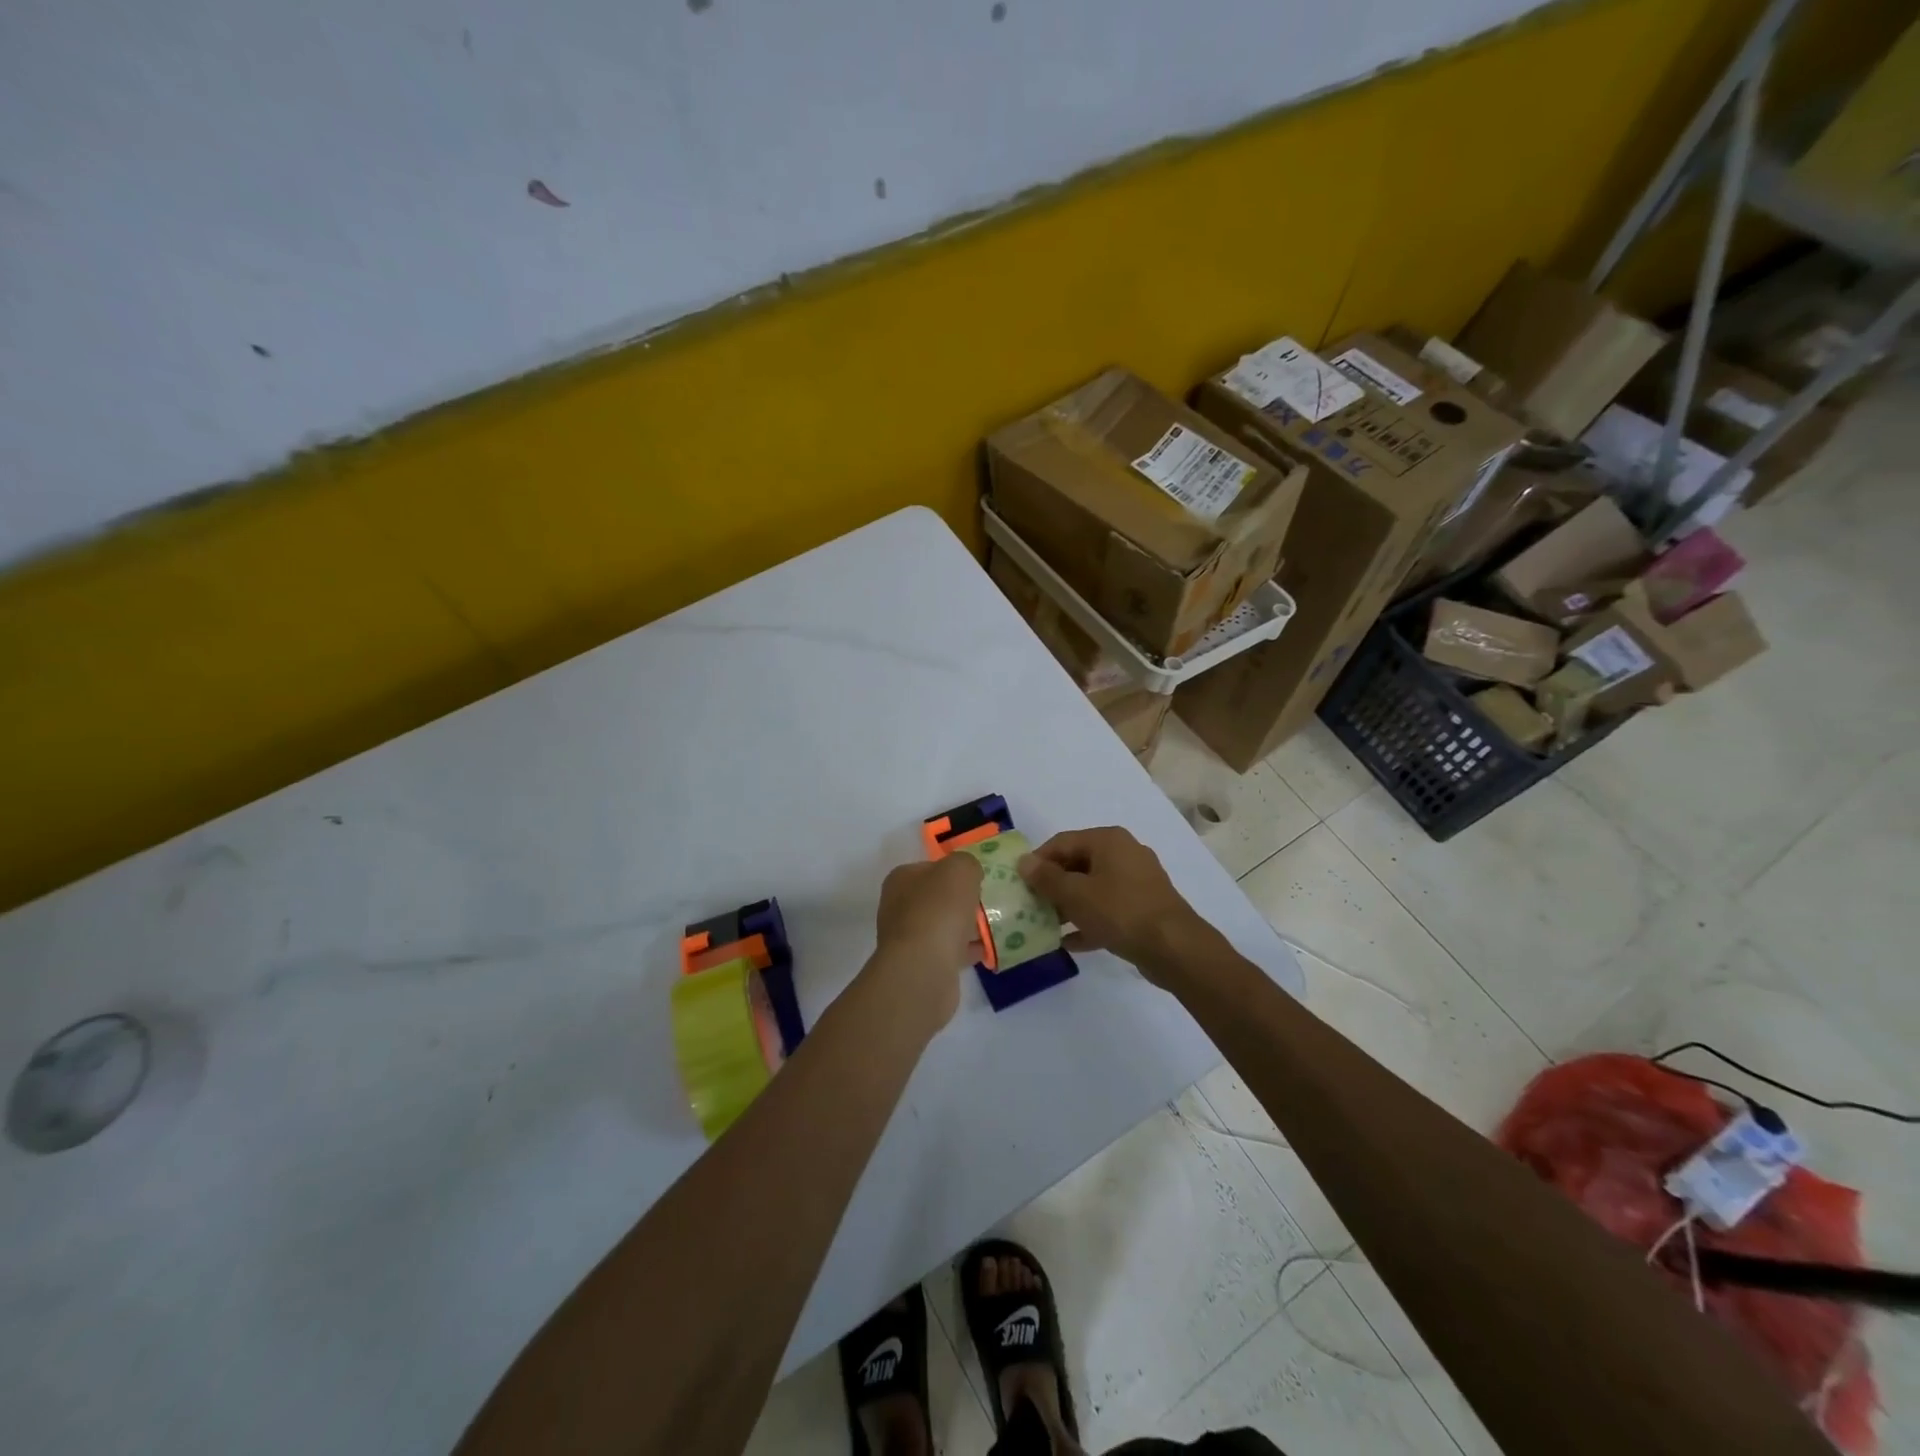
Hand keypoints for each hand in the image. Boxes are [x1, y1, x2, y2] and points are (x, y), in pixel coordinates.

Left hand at [868, 855, 984, 1029]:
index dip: (955, 870)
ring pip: (944, 925)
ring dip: (967, 926)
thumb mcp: (960, 869)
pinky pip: (950, 951)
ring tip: (995, 925)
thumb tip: (969, 874)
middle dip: (963, 900)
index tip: (979, 878)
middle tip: (990, 902)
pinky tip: (989, 950)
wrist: (924, 969)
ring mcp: (908, 938)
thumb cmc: (939, 910)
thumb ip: (967, 863)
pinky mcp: (921, 965)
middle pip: (938, 897)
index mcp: (901, 879)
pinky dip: (968, 950)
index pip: (930, 867)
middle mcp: (899, 907)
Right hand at [1018, 827, 1210, 985]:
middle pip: (1077, 864)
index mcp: (1108, 840)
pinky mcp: (1144, 907)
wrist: (1174, 948)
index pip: (1062, 842)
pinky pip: (1108, 908)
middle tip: (1031, 905)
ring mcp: (1137, 881)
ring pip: (1093, 888)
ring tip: (1047, 925)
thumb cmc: (1120, 911)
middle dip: (1052, 885)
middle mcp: (1124, 853)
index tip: (1020, 883)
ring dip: (1069, 905)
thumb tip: (1024, 861)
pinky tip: (1070, 943)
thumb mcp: (1076, 894)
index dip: (1038, 861)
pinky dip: (1089, 920)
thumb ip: (1046, 878)